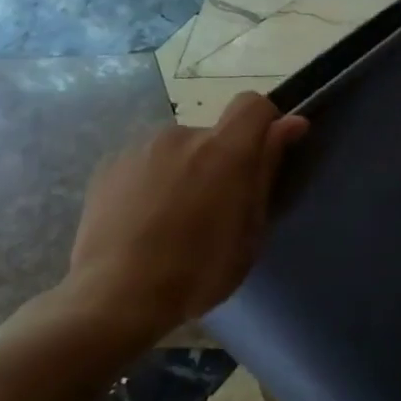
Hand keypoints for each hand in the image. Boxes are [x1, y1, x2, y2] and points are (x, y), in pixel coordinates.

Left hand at [63, 92, 307, 342]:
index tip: (263, 157)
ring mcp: (139, 148)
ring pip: (178, 150)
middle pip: (213, 134)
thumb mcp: (250, 229)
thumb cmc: (198, 270)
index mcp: (224, 150)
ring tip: (173, 221)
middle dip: (220, 162)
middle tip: (214, 211)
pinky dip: (152, 182)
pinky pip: (145, 163)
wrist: (116, 295)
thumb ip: (267, 170)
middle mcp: (181, 135)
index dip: (265, 124)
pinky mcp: (109, 165)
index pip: (253, 105)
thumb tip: (291, 123)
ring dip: (185, 172)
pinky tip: (144, 223)